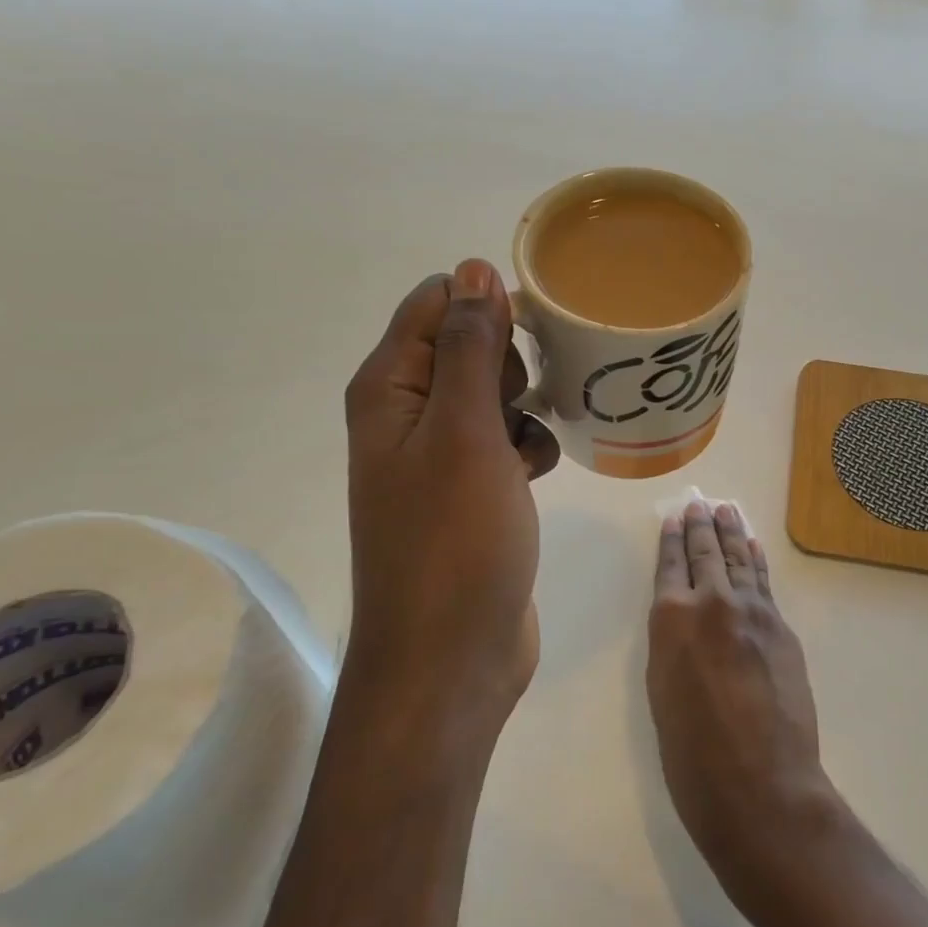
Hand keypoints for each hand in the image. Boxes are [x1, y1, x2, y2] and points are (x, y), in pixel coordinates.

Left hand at [343, 259, 560, 743]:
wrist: (452, 658)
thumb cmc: (455, 539)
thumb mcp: (466, 431)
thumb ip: (471, 347)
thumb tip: (473, 268)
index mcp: (388, 389)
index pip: (435, 303)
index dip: (485, 307)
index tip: (530, 334)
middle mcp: (406, 414)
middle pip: (466, 345)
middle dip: (509, 362)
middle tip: (522, 402)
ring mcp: (438, 456)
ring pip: (493, 394)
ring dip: (524, 407)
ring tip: (531, 446)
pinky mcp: (469, 490)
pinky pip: (504, 440)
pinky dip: (526, 447)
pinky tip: (538, 476)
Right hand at [647, 500, 840, 896]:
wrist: (760, 784)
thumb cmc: (692, 754)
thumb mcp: (662, 692)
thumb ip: (672, 643)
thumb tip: (684, 620)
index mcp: (670, 619)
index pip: (670, 565)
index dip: (671, 540)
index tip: (674, 519)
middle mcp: (710, 602)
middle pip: (706, 552)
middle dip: (701, 526)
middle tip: (700, 504)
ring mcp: (751, 611)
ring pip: (738, 559)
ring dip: (732, 532)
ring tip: (726, 510)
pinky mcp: (781, 627)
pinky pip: (764, 582)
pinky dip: (757, 560)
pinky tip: (753, 547)